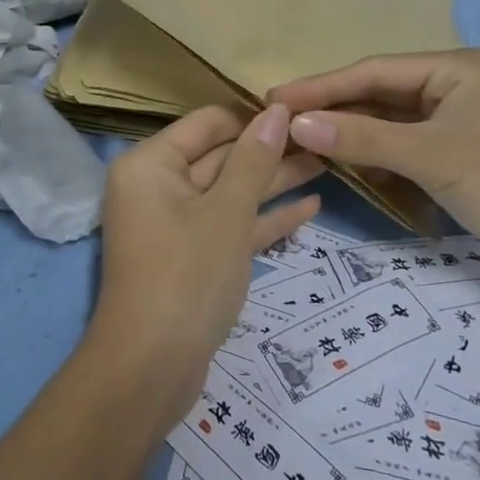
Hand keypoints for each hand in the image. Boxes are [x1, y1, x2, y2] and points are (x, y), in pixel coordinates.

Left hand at [89, 105, 321, 426]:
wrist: (151, 369)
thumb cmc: (187, 274)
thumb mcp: (226, 211)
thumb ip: (253, 159)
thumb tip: (277, 111)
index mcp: (151, 164)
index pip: (207, 123)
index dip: (252, 115)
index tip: (299, 110)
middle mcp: (158, 186)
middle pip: (221, 156)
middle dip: (270, 150)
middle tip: (323, 137)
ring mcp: (176, 224)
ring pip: (231, 193)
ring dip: (275, 183)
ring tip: (327, 165)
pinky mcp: (194, 258)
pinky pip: (231, 227)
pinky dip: (265, 220)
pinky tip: (311, 209)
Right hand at [269, 50, 479, 278]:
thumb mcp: (428, 155)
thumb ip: (360, 137)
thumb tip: (295, 123)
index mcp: (452, 68)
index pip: (372, 71)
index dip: (322, 85)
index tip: (276, 97)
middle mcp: (450, 85)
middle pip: (377, 92)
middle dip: (332, 106)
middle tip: (280, 118)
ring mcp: (452, 119)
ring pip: (386, 118)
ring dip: (348, 130)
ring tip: (300, 138)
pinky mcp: (452, 151)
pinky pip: (399, 142)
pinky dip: (370, 151)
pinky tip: (341, 159)